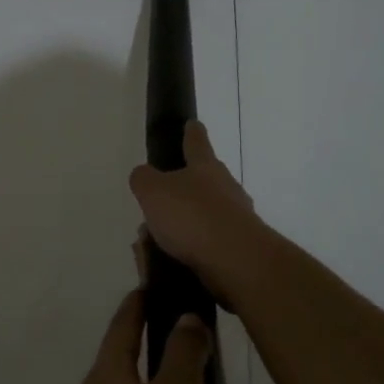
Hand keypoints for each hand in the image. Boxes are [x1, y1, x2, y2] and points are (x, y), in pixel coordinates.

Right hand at [127, 122, 265, 293]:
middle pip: (203, 180)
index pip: (197, 142)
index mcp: (205, 167)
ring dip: (182, 224)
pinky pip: (208, 242)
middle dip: (181, 190)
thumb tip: (144, 175)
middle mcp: (226, 187)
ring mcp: (237, 217)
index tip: (192, 123)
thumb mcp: (153, 191)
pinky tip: (172, 260)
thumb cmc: (192, 216)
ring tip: (156, 241)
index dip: (191, 132)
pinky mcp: (239, 247)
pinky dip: (190, 247)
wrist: (236, 260)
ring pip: (203, 214)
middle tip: (158, 203)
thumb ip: (143, 179)